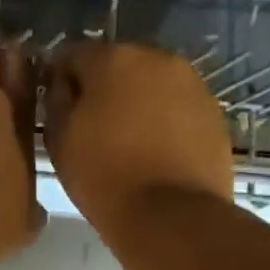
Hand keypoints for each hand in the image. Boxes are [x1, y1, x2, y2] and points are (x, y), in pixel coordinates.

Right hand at [44, 41, 234, 231]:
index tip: (58, 109)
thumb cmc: (103, 176)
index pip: (73, 54)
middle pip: (118, 64)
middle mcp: (156, 57)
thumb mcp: (59, 138)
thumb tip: (63, 83)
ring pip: (151, 84)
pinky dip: (164, 119)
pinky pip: (177, 106)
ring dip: (136, 102)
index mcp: (112, 58)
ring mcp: (191, 83)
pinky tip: (156, 151)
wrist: (170, 215)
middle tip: (93, 127)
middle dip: (103, 87)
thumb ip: (56, 99)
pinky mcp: (213, 111)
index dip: (60, 80)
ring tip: (127, 141)